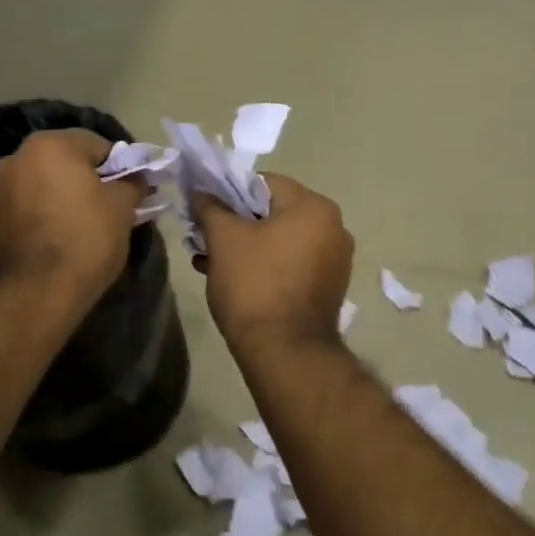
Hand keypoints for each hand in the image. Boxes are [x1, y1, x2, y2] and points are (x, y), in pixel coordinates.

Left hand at [0, 130, 142, 300]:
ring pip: (47, 183)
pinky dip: (48, 213)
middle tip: (114, 208)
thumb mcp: (122, 208)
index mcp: (50, 144)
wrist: (36, 292)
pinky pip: (31, 205)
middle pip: (68, 161)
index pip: (98, 145)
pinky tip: (64, 236)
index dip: (121, 167)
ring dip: (68, 196)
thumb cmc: (86, 239)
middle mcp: (17, 156)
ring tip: (88, 226)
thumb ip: (132, 184)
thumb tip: (138, 178)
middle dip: (91, 180)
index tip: (134, 191)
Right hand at [191, 175, 353, 352]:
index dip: (228, 192)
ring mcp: (335, 260)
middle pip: (272, 212)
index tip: (204, 211)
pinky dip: (264, 265)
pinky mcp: (328, 287)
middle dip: (234, 223)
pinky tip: (233, 280)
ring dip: (245, 246)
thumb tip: (200, 191)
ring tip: (209, 262)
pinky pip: (291, 263)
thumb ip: (210, 207)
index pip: (263, 183)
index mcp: (314, 206)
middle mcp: (334, 227)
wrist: (285, 352)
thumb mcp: (224, 239)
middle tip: (203, 238)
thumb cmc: (254, 285)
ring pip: (279, 240)